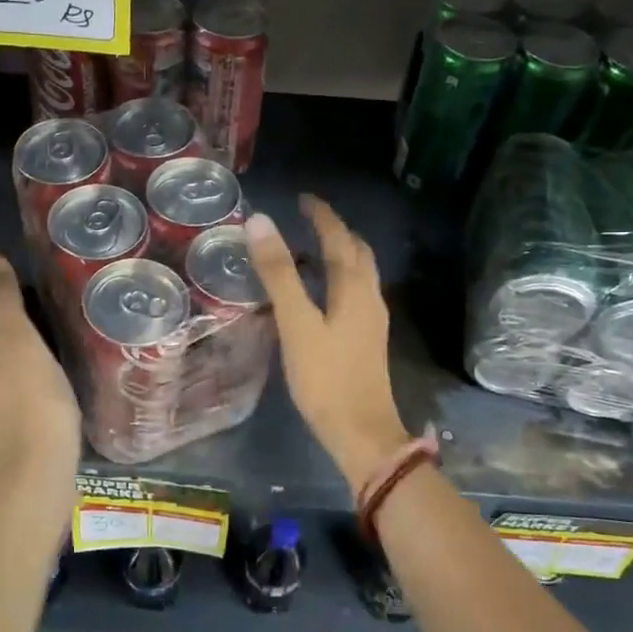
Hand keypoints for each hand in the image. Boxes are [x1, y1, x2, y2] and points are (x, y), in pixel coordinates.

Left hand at [0, 255, 80, 488]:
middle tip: (11, 283)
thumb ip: (4, 304)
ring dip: (0, 330)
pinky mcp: (10, 418)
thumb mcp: (19, 344)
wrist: (38, 472)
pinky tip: (35, 357)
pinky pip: (7, 373)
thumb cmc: (32, 403)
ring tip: (26, 314)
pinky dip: (15, 354)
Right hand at [246, 196, 409, 492]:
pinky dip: (339, 279)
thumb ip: (278, 273)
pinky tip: (321, 294)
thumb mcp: (296, 322)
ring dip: (339, 255)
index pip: (339, 238)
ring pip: (359, 274)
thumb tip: (260, 221)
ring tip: (310, 250)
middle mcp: (369, 298)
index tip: (303, 199)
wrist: (361, 432)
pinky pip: (355, 294)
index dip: (322, 215)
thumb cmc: (326, 377)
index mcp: (354, 288)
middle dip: (336, 231)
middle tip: (308, 219)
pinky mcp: (367, 340)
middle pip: (357, 253)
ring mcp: (372, 321)